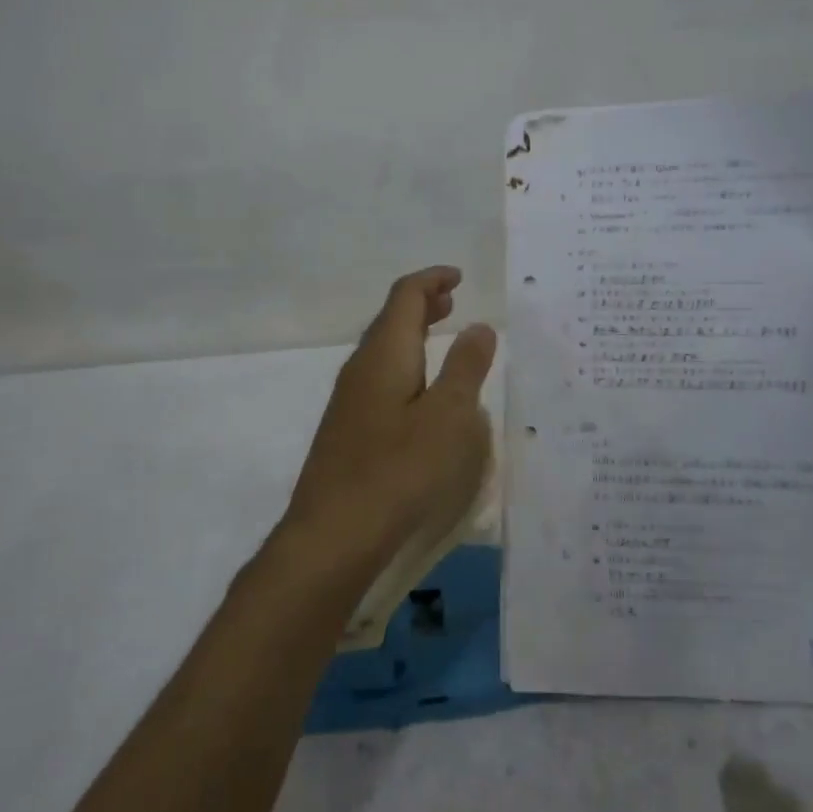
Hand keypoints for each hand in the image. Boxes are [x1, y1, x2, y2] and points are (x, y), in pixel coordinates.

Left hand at [280, 267, 497, 582]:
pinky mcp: (348, 430)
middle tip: (452, 301)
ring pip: (384, 351)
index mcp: (385, 354)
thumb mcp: (450, 418)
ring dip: (413, 336)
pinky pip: (380, 379)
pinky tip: (420, 393)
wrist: (334, 534)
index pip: (405, 296)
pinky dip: (405, 366)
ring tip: (441, 337)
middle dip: (422, 305)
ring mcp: (349, 401)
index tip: (458, 278)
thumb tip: (478, 327)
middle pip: (390, 320)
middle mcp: (361, 368)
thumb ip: (466, 369)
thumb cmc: (400, 470)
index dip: (432, 280)